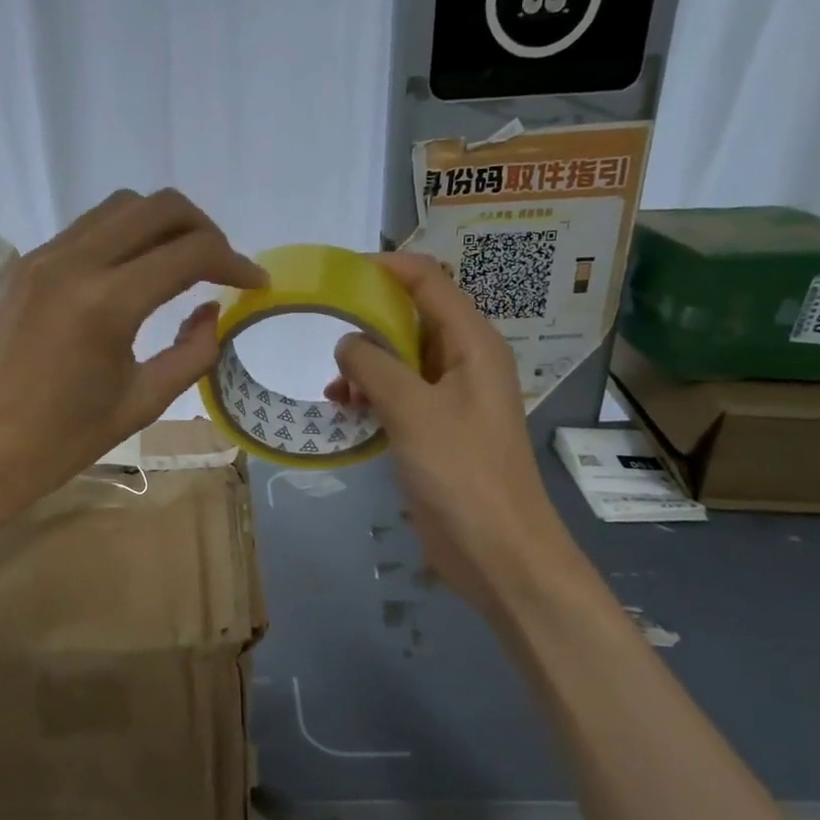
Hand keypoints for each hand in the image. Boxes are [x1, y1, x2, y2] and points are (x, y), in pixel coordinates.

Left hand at [0, 189, 265, 518]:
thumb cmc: (58, 443)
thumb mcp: (140, 403)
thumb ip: (192, 352)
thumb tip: (215, 313)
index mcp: (108, 302)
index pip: (190, 252)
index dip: (235, 262)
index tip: (255, 283)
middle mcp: (74, 262)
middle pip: (158, 206)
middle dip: (203, 228)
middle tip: (221, 267)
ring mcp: (42, 258)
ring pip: (119, 207)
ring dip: (161, 224)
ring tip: (180, 265)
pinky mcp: (23, 266)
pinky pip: (85, 228)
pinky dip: (122, 236)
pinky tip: (132, 275)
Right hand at [325, 252, 577, 614]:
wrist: (497, 550)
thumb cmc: (462, 471)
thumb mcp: (413, 409)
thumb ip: (374, 366)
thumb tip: (346, 342)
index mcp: (472, 344)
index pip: (429, 282)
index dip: (387, 269)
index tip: (339, 274)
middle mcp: (465, 363)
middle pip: (413, 319)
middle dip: (368, 321)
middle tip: (322, 330)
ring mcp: (452, 399)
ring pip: (402, 361)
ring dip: (366, 365)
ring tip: (334, 388)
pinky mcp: (437, 432)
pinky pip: (400, 396)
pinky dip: (372, 396)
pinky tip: (345, 411)